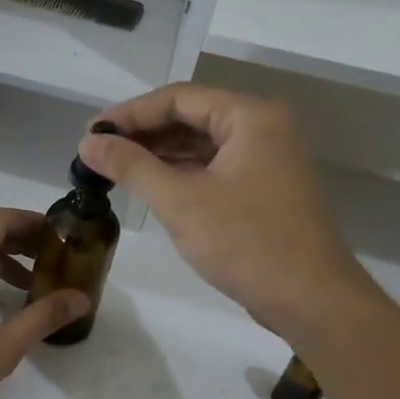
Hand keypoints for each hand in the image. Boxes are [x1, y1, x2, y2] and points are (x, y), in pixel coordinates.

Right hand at [80, 85, 370, 336]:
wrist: (311, 300)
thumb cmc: (246, 241)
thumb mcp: (179, 200)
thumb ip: (131, 165)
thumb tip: (87, 144)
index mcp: (251, 116)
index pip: (178, 98)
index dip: (129, 113)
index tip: (90, 134)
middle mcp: (264, 128)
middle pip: (191, 117)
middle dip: (142, 133)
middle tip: (97, 152)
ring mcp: (268, 159)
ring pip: (202, 144)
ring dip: (159, 154)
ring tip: (114, 168)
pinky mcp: (266, 189)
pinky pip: (214, 168)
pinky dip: (181, 174)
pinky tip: (149, 186)